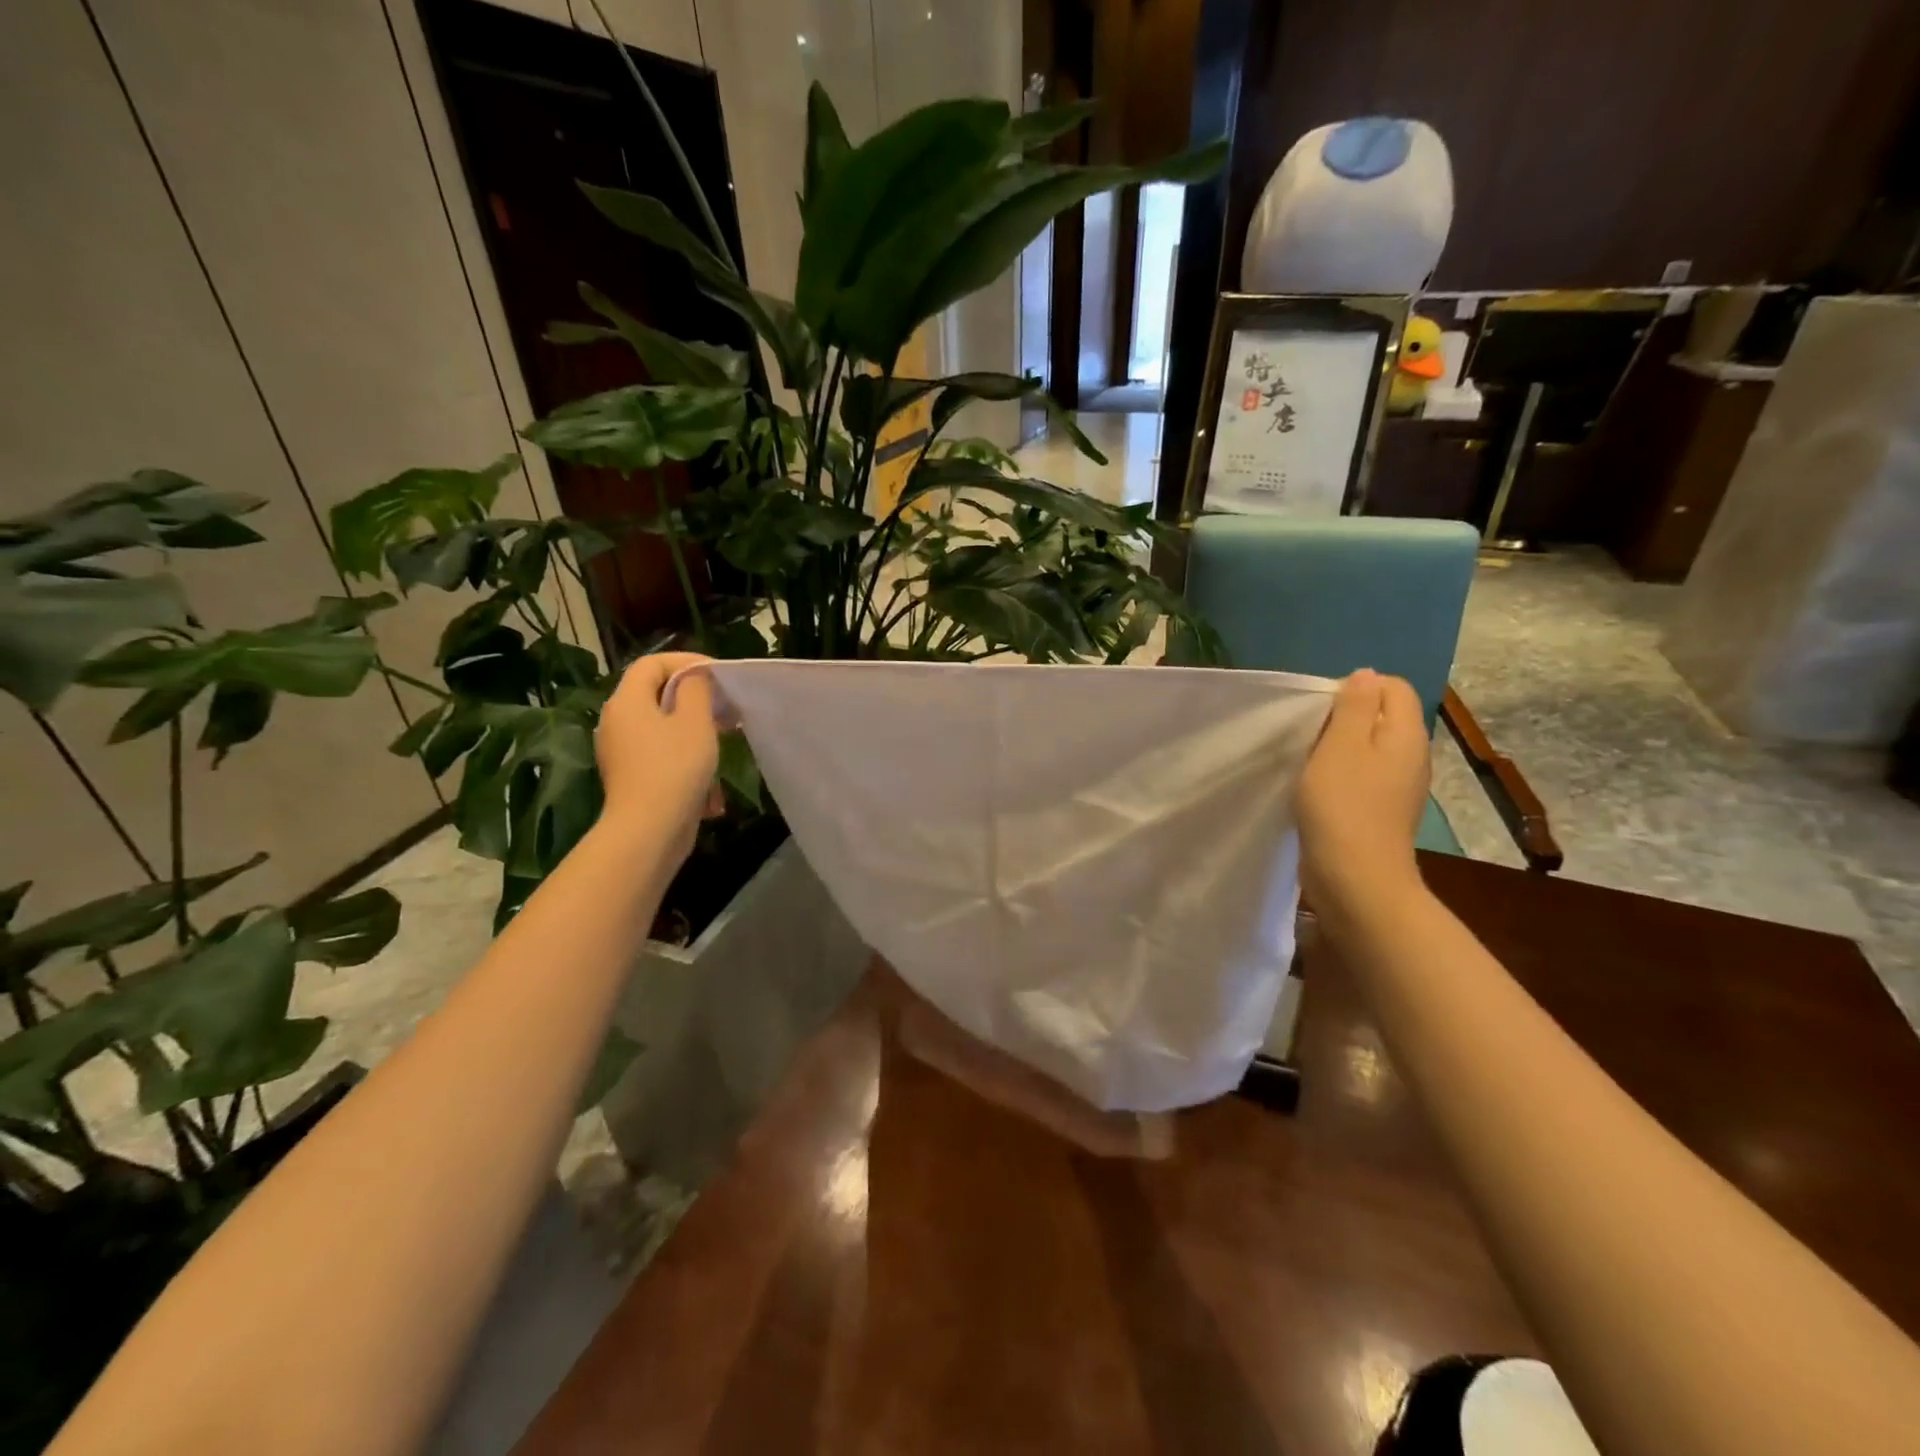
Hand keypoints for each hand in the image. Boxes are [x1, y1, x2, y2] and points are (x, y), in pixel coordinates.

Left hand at [594, 652, 720, 859]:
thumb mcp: (695, 721)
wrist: (649, 830)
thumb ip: (696, 690)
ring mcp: (622, 752)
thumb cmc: (674, 768)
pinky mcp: (632, 777)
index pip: (652, 663)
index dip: (685, 661)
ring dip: (694, 729)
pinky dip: (685, 757)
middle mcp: (616, 722)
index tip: (717, 674)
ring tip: (723, 739)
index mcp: (627, 701)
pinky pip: (660, 754)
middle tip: (725, 706)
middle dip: (693, 697)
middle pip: (655, 694)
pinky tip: (709, 780)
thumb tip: (695, 676)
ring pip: (661, 727)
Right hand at [1298, 670, 1430, 910]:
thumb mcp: (1341, 745)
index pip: (1392, 687)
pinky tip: (1318, 791)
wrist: (1356, 879)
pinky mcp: (1382, 812)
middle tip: (1310, 735)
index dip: (1356, 688)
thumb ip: (1354, 706)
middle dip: (1345, 717)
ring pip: (1370, 748)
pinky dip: (1341, 775)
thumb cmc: (1343, 805)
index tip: (1321, 710)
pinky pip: (1364, 777)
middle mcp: (1412, 756)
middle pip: (1382, 716)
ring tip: (1309, 762)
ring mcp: (1400, 787)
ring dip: (1339, 748)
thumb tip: (1365, 676)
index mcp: (1405, 734)